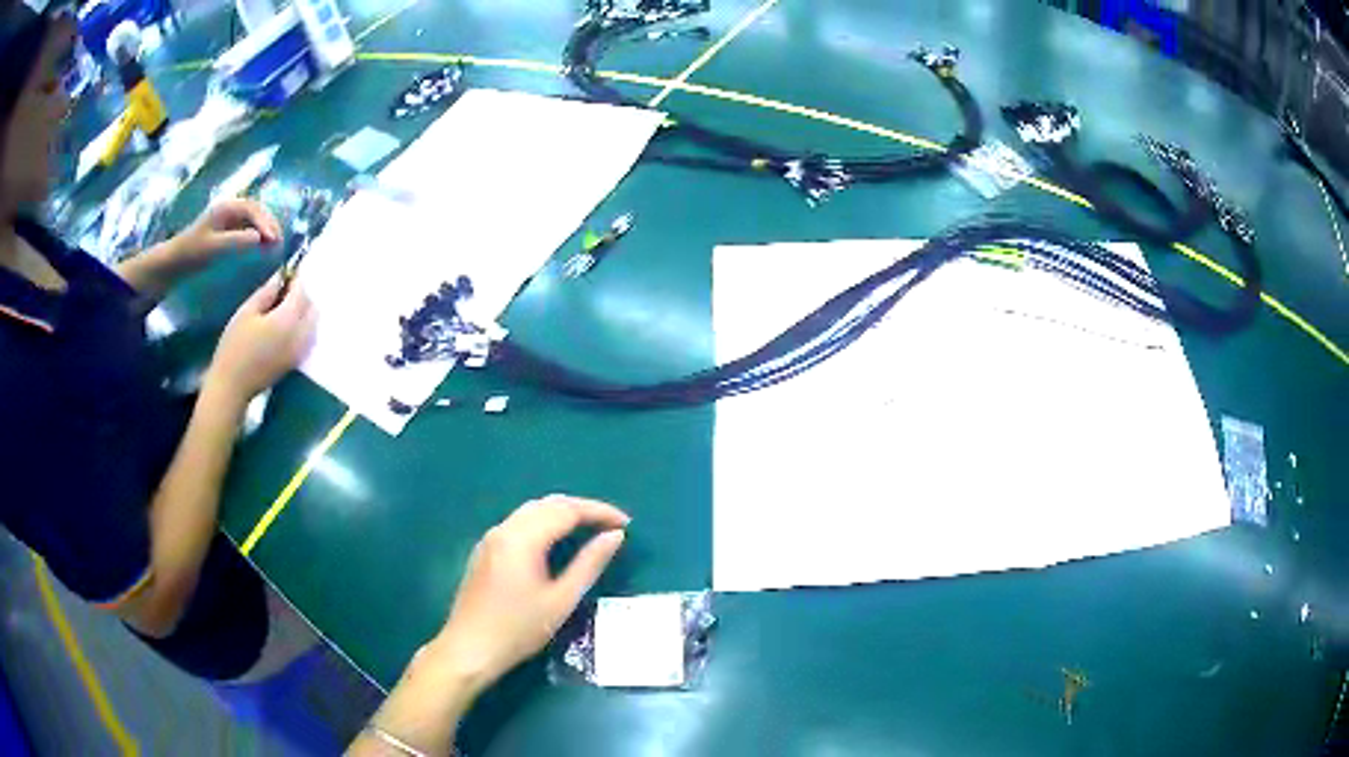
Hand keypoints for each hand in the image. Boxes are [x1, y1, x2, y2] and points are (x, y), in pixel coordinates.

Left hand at [170, 199, 281, 269]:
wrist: (174, 263)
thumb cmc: (192, 253)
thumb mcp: (214, 248)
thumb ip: (237, 241)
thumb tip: (260, 238)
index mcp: (227, 207)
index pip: (253, 209)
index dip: (266, 223)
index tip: (274, 239)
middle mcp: (230, 208)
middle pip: (256, 211)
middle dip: (269, 224)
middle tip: (279, 242)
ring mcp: (228, 218)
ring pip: (254, 219)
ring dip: (265, 229)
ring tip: (274, 244)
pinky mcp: (227, 230)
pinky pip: (248, 227)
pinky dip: (258, 234)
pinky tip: (262, 246)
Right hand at [205, 277, 315, 405]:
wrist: (232, 386)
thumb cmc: (234, 346)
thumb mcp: (246, 312)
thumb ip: (267, 292)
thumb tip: (280, 276)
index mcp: (287, 321)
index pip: (301, 292)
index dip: (296, 279)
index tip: (288, 271)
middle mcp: (300, 336)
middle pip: (312, 308)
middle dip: (303, 295)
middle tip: (284, 290)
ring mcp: (300, 352)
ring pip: (313, 324)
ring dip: (304, 311)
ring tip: (284, 306)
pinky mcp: (296, 362)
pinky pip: (308, 338)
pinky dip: (304, 326)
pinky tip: (286, 324)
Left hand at [431, 495, 629, 693]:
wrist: (470, 648)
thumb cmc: (519, 629)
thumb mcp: (562, 600)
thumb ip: (589, 564)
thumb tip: (615, 536)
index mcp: (523, 538)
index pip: (567, 509)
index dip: (599, 512)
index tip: (626, 523)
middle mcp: (505, 529)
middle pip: (548, 504)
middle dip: (582, 509)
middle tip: (611, 525)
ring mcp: (491, 538)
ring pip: (531, 511)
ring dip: (562, 514)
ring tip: (590, 529)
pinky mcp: (485, 551)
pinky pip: (519, 523)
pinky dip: (544, 523)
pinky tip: (556, 541)